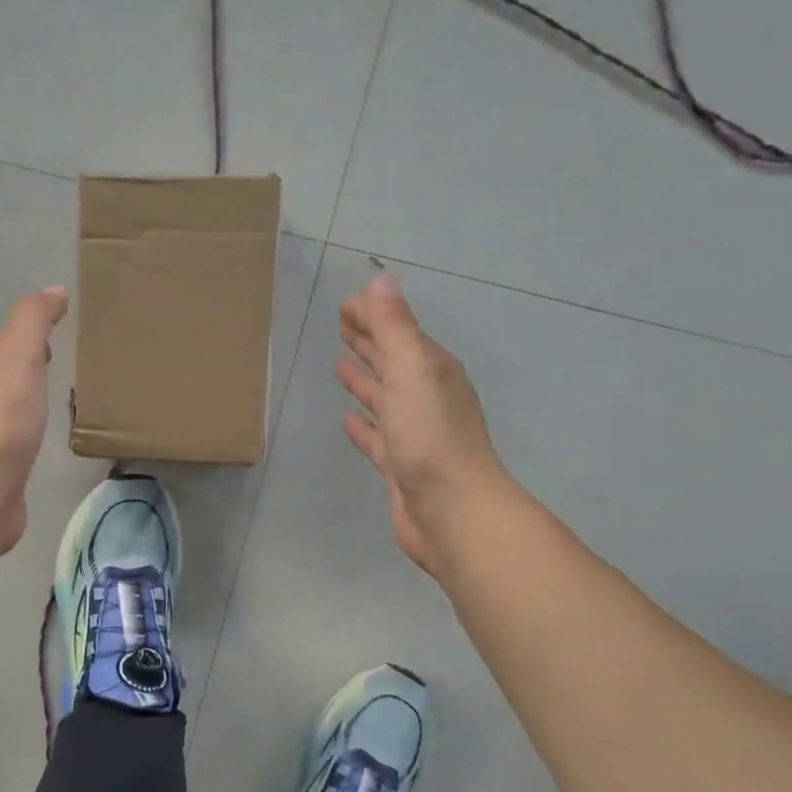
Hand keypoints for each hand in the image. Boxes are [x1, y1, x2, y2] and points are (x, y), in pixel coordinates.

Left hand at [0, 286, 69, 553]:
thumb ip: (33, 321)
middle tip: (65, 357)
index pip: (14, 343)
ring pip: (17, 404)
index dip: (34, 333)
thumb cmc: (7, 415)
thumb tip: (54, 290)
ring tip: (62, 394)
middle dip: (34, 363)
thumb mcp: (19, 354)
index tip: (62, 326)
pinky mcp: (8, 466)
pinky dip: (35, 427)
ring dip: (33, 395)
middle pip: (13, 373)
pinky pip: (24, 436)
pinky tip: (49, 434)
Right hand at [338, 272, 505, 576]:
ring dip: (365, 380)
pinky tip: (348, 419)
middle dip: (369, 341)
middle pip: (392, 361)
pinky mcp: (400, 465)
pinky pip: (377, 436)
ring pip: (384, 397)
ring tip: (340, 366)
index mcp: (431, 370)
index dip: (374, 315)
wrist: (451, 510)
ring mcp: (414, 433)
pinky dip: (364, 424)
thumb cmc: (430, 436)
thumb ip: (395, 327)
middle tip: (341, 324)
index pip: (398, 332)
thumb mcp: (412, 370)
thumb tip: (381, 282)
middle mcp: (425, 397)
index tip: (345, 304)